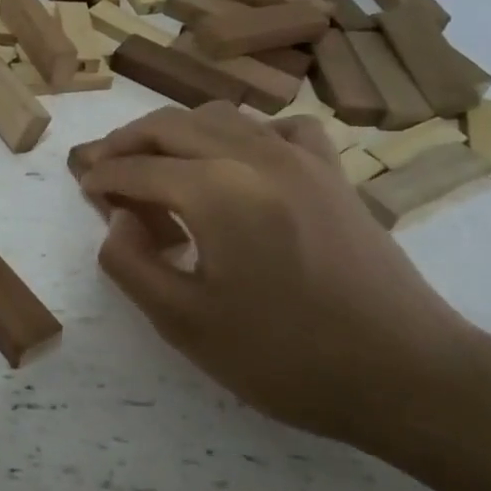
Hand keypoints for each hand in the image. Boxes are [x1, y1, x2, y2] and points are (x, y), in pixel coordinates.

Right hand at [69, 105, 490, 457]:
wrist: (408, 375)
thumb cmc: (288, 357)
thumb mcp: (186, 325)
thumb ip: (132, 266)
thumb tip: (117, 223)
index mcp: (216, 192)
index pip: (137, 169)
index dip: (101, 177)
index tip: (81, 189)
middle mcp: (254, 156)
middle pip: (170, 125)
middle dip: (125, 142)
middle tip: (99, 166)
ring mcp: (301, 158)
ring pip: (219, 116)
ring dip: (175, 132)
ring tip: (154, 164)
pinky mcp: (333, 174)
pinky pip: (277, 128)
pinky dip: (241, 133)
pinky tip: (236, 162)